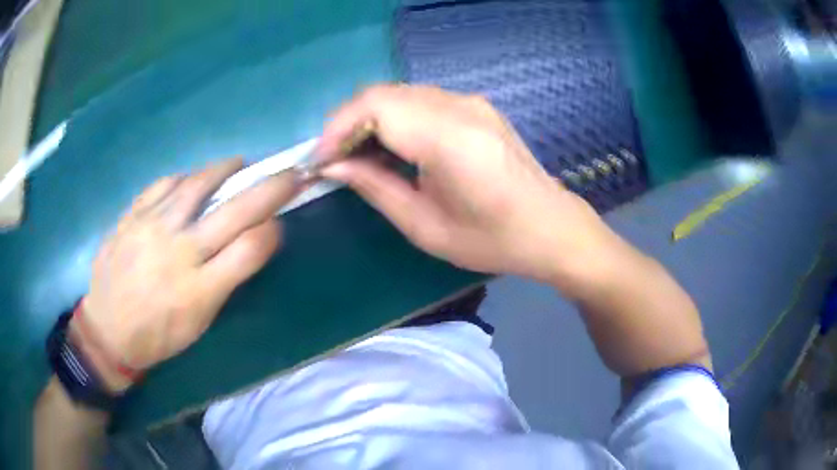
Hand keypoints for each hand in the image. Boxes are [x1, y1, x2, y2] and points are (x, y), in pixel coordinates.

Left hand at [75, 159, 298, 391]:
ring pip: (197, 186)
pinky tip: (191, 180)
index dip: (272, 231)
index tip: (279, 223)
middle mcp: (179, 252)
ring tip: (239, 164)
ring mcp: (152, 228)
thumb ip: (223, 282)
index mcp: (199, 290)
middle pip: (234, 212)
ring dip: (225, 170)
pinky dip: (184, 178)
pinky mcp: (132, 216)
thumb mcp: (198, 324)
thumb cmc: (158, 336)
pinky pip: (163, 185)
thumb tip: (249, 244)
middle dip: (270, 189)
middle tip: (289, 174)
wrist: (108, 330)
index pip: (250, 249)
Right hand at [319, 85, 620, 285]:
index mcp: (449, 138)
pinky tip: (392, 147)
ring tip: (358, 157)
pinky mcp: (475, 106)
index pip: (375, 106)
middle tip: (335, 160)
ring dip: (369, 119)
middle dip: (347, 123)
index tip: (320, 161)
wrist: (549, 227)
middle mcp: (460, 107)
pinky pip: (420, 100)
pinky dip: (394, 118)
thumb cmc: (491, 239)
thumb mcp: (424, 226)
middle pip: (383, 94)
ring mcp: (471, 102)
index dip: (337, 128)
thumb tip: (331, 166)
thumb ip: (374, 187)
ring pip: (399, 94)